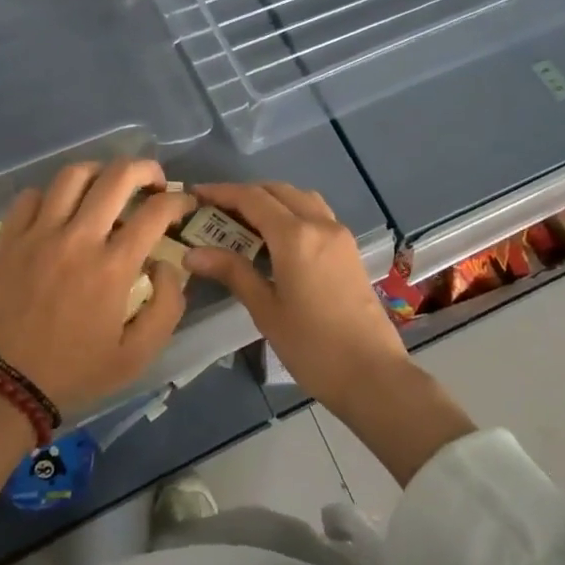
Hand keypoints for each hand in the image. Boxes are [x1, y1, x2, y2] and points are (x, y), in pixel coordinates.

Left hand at [0, 159, 195, 416]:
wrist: (3, 386)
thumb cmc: (76, 371)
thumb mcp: (138, 355)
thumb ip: (167, 305)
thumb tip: (165, 263)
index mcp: (113, 267)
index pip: (156, 211)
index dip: (179, 200)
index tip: (184, 205)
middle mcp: (77, 239)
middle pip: (117, 176)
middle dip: (145, 169)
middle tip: (153, 182)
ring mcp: (37, 235)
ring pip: (72, 175)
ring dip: (100, 173)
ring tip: (107, 187)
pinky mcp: (6, 239)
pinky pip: (31, 196)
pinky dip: (52, 196)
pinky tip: (60, 212)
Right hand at [181, 182, 408, 410]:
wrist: (372, 373)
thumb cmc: (312, 346)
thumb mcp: (265, 310)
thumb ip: (232, 273)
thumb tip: (193, 253)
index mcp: (295, 236)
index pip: (252, 198)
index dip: (222, 192)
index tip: (195, 195)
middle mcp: (319, 224)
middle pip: (278, 191)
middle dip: (246, 194)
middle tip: (217, 211)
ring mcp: (339, 235)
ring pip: (301, 198)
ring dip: (272, 199)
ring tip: (245, 222)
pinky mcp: (349, 249)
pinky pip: (317, 214)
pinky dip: (293, 212)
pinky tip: (278, 239)